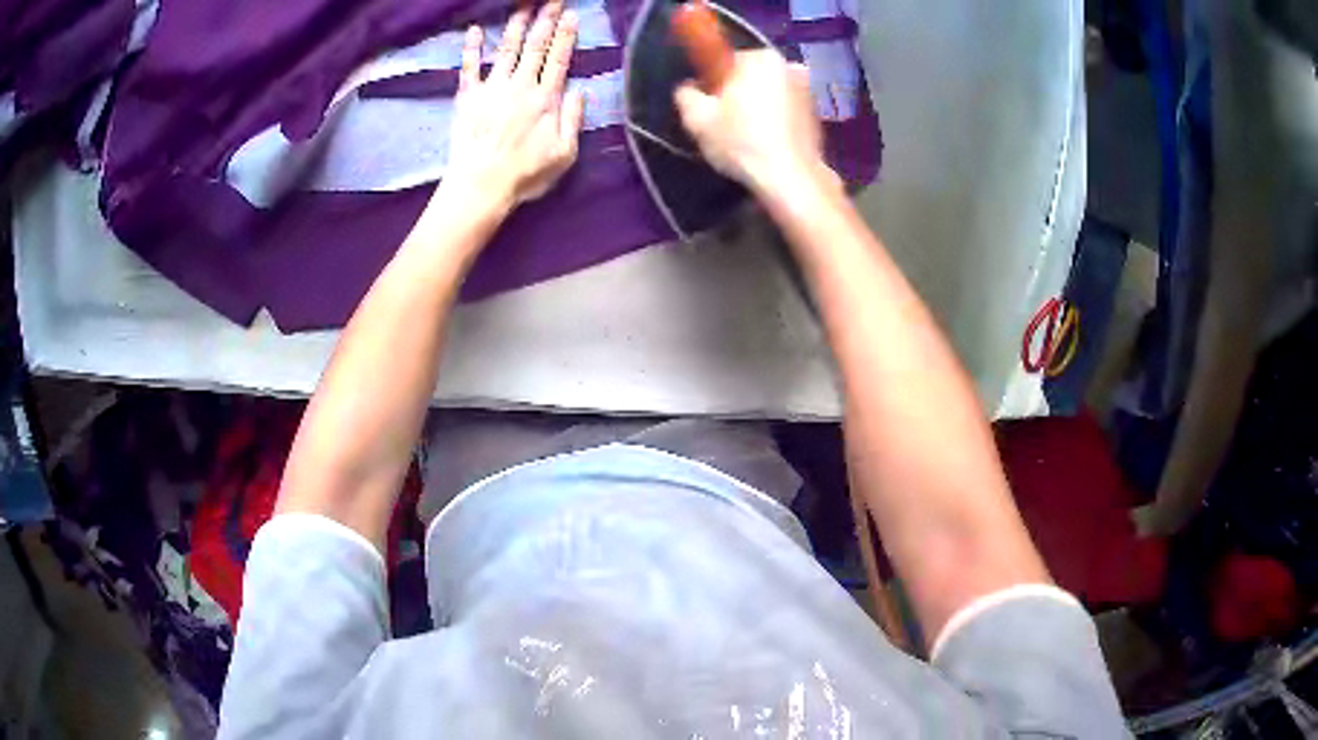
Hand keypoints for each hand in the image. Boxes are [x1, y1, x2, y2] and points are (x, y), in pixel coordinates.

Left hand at [439, 2, 585, 215]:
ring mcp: (492, 88)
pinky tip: (473, 29)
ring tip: (522, 6)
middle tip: (552, 1)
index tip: (571, 15)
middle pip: (536, 46)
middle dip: (545, 21)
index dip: (566, 35)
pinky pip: (470, 66)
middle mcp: (521, 85)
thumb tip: (581, 91)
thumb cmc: (525, 174)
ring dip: (516, 25)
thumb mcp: (565, 154)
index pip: (559, 59)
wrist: (481, 184)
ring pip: (507, 49)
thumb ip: (574, 120)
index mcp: (546, 99)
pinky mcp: (468, 97)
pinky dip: (472, 47)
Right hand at [674, 50, 833, 192]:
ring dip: (758, 108)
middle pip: (751, 77)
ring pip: (771, 94)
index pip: (726, 61)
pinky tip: (766, 144)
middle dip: (738, 94)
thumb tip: (688, 87)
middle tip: (724, 123)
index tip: (708, 105)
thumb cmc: (741, 142)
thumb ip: (685, 94)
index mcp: (759, 57)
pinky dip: (776, 122)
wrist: (790, 179)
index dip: (714, 82)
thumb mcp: (697, 118)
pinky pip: (787, 112)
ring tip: (746, 137)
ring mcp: (808, 91)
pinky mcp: (817, 116)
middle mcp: (789, 66)